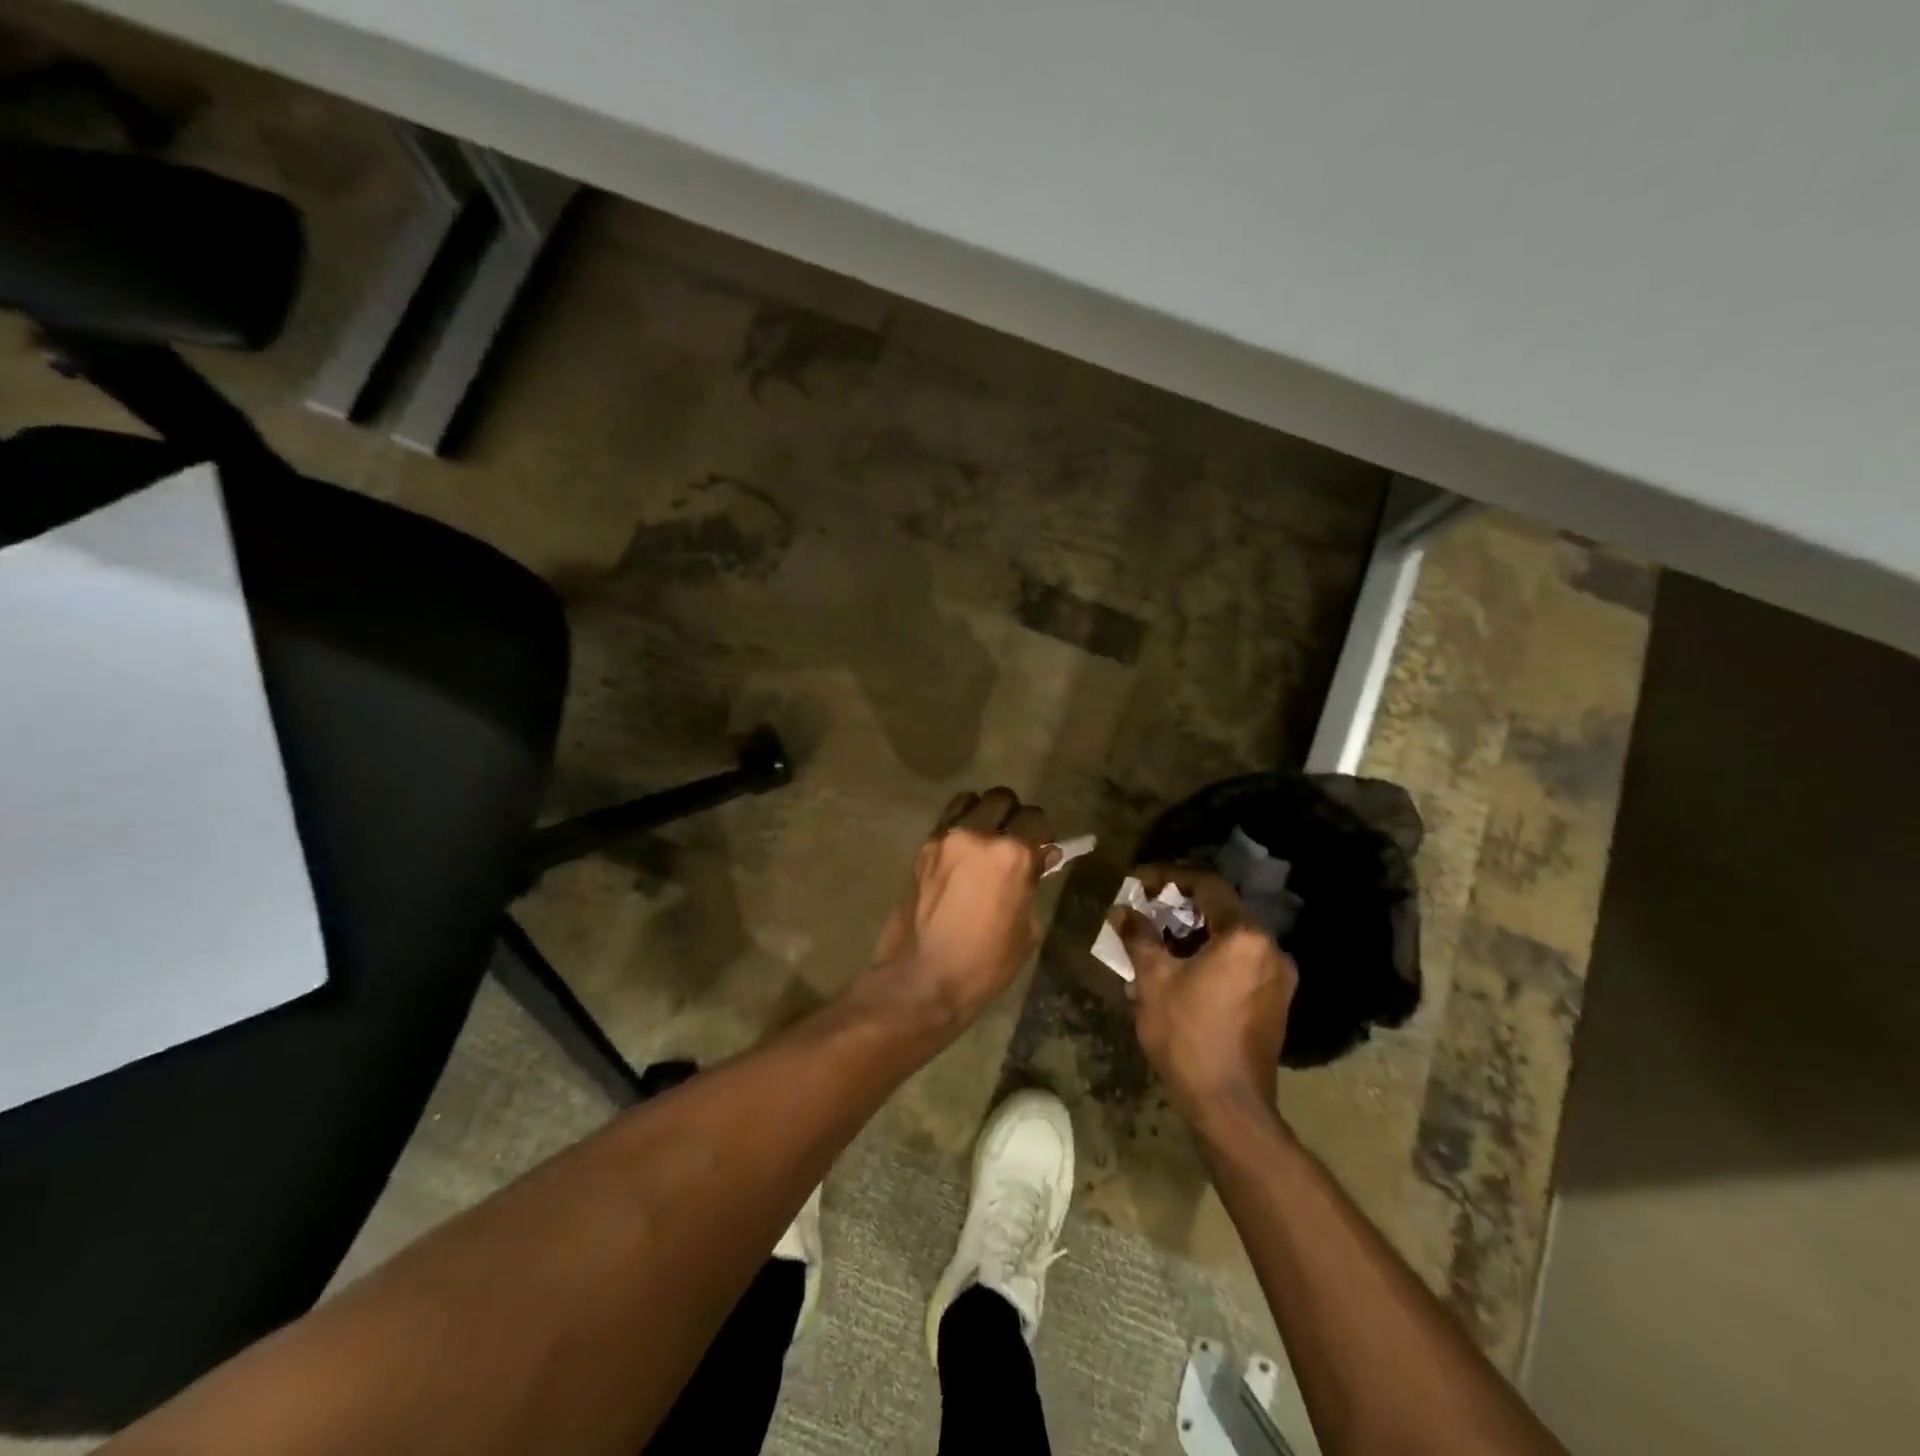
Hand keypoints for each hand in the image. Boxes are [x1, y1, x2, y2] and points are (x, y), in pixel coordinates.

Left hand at [867, 788, 1053, 1028]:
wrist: (921, 979)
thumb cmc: (984, 963)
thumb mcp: (1026, 929)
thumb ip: (1031, 884)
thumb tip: (1038, 860)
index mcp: (1010, 854)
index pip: (1035, 819)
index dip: (1042, 834)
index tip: (1042, 851)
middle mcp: (976, 835)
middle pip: (1001, 799)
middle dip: (1012, 815)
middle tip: (1014, 840)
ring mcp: (944, 839)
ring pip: (969, 802)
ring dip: (982, 815)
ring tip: (984, 842)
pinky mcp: (922, 849)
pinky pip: (947, 824)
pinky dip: (959, 830)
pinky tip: (961, 857)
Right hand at [1121, 867, 1298, 1125]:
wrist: (1230, 1107)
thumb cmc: (1188, 1035)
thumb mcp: (1153, 980)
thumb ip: (1139, 936)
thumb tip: (1123, 911)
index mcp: (1245, 936)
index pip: (1207, 884)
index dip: (1169, 876)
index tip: (1139, 883)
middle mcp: (1271, 949)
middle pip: (1222, 909)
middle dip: (1180, 906)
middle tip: (1145, 909)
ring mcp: (1279, 977)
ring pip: (1232, 937)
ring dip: (1195, 932)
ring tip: (1158, 941)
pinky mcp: (1276, 1002)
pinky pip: (1241, 962)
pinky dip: (1212, 955)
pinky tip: (1183, 971)